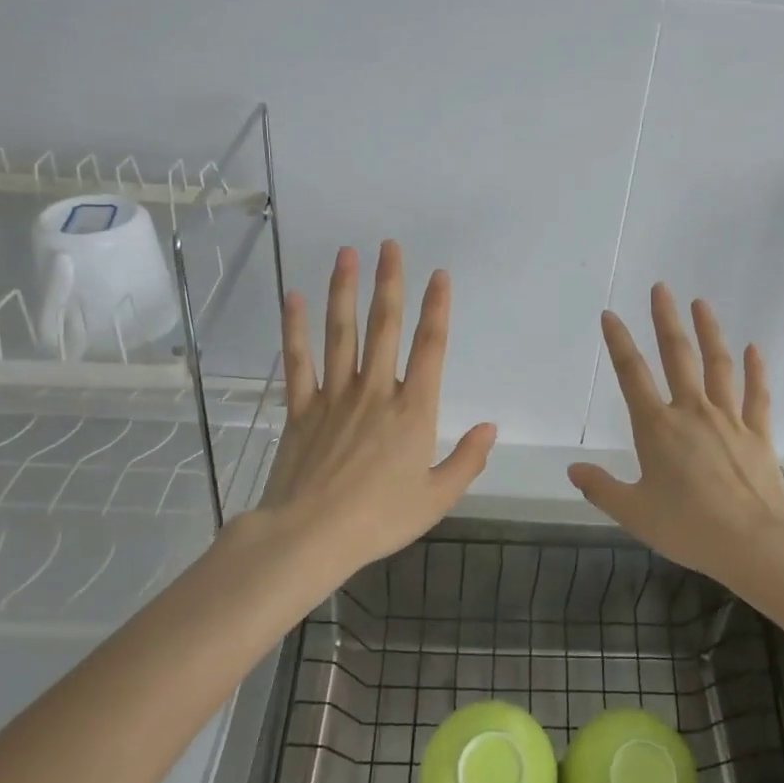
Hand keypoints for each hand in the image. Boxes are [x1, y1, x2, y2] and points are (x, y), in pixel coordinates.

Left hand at [256, 241, 496, 575]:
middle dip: (389, 283)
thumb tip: (490, 428)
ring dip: (344, 291)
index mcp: (413, 410)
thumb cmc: (379, 519)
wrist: (310, 536)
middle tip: (389, 245)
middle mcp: (375, 391)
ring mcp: (335, 396)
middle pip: (384, 327)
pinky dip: (295, 329)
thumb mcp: (437, 498)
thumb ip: (467, 460)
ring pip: (341, 333)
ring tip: (346, 254)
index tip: (438, 275)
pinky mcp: (301, 408)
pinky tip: (293, 298)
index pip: (430, 347)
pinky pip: (298, 361)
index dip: (436, 308)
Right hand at [568, 285, 783, 601]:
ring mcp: (729, 419)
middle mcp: (692, 412)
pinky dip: (756, 370)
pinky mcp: (758, 434)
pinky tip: (753, 348)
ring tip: (701, 303)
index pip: (632, 375)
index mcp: (657, 429)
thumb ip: (601, 488)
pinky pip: (757, 395)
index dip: (619, 343)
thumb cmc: (688, 528)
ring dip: (709, 332)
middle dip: (666, 320)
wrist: (754, 544)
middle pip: (677, 356)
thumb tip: (573, 469)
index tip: (610, 315)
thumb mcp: (634, 513)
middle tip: (661, 288)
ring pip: (718, 365)